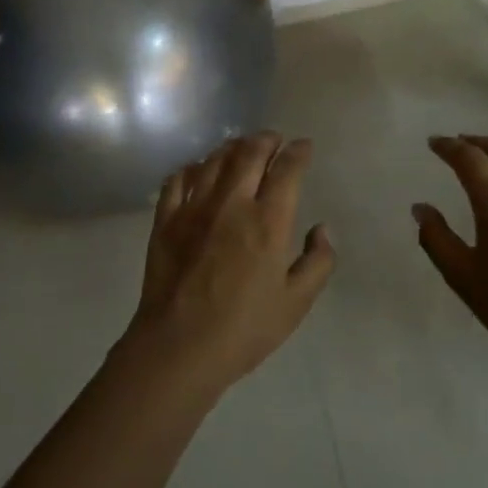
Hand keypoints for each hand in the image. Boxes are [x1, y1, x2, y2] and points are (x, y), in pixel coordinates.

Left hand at [124, 132, 336, 392]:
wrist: (178, 347)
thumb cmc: (244, 329)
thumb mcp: (296, 303)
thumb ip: (318, 262)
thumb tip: (322, 229)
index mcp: (268, 222)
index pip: (287, 170)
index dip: (298, 152)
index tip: (304, 147)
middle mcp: (232, 204)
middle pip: (249, 153)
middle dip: (266, 140)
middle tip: (274, 140)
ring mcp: (194, 208)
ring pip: (214, 160)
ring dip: (232, 147)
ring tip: (242, 148)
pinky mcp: (165, 220)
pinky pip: (178, 179)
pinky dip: (193, 167)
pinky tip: (199, 170)